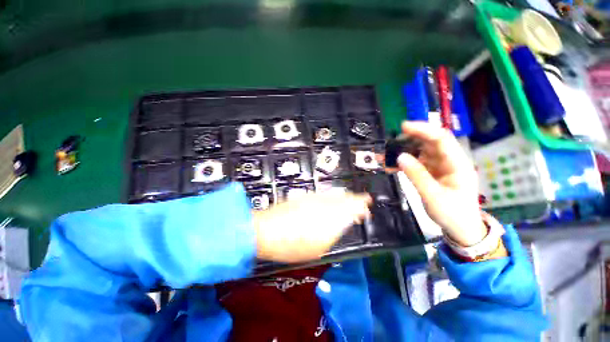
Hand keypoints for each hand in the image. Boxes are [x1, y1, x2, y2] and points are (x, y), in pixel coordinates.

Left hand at [253, 191, 370, 262]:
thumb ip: (334, 233)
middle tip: (363, 203)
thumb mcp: (319, 248)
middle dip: (356, 200)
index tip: (367, 209)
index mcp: (331, 217)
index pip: (353, 207)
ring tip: (351, 200)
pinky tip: (334, 199)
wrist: (266, 230)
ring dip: (345, 197)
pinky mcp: (305, 196)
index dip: (362, 206)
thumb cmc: (293, 245)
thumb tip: (343, 223)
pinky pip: (324, 194)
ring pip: (335, 194)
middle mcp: (325, 204)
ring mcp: (314, 198)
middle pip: (346, 198)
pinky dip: (332, 196)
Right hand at [396, 121, 486, 246]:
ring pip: (420, 152)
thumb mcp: (433, 196)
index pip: (441, 139)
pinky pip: (415, 163)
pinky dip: (402, 163)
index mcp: (457, 164)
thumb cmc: (452, 214)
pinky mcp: (431, 173)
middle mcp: (448, 161)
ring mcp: (439, 166)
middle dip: (409, 139)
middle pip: (429, 143)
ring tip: (385, 155)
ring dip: (402, 152)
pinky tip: (390, 165)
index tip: (404, 127)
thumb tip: (400, 157)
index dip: (423, 130)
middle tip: (390, 142)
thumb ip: (417, 175)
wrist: (460, 229)